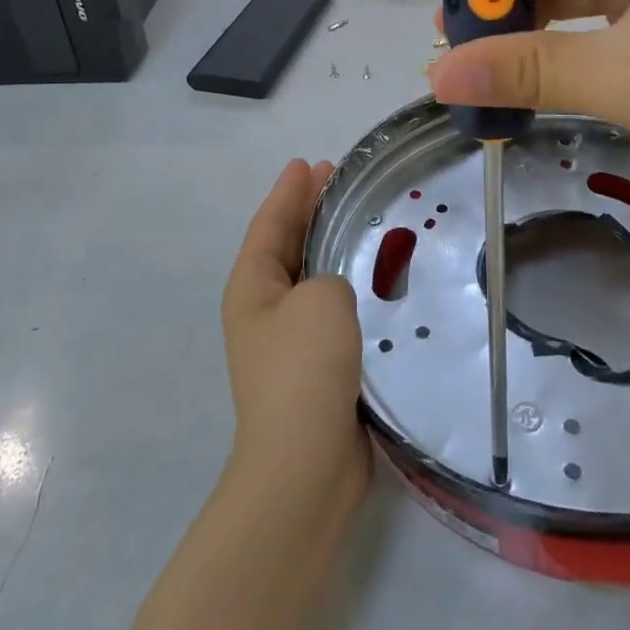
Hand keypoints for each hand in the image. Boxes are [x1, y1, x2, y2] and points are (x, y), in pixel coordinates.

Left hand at [221, 159, 369, 512]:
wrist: (305, 467)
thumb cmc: (305, 369)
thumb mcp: (321, 299)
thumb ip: (331, 275)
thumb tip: (337, 293)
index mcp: (252, 287)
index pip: (270, 223)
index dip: (288, 190)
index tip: (308, 161)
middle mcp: (264, 309)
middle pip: (287, 245)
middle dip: (309, 210)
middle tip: (337, 178)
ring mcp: (288, 342)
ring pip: (312, 277)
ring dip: (331, 247)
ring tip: (360, 220)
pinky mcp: (317, 368)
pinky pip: (333, 311)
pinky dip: (350, 287)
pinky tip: (377, 281)